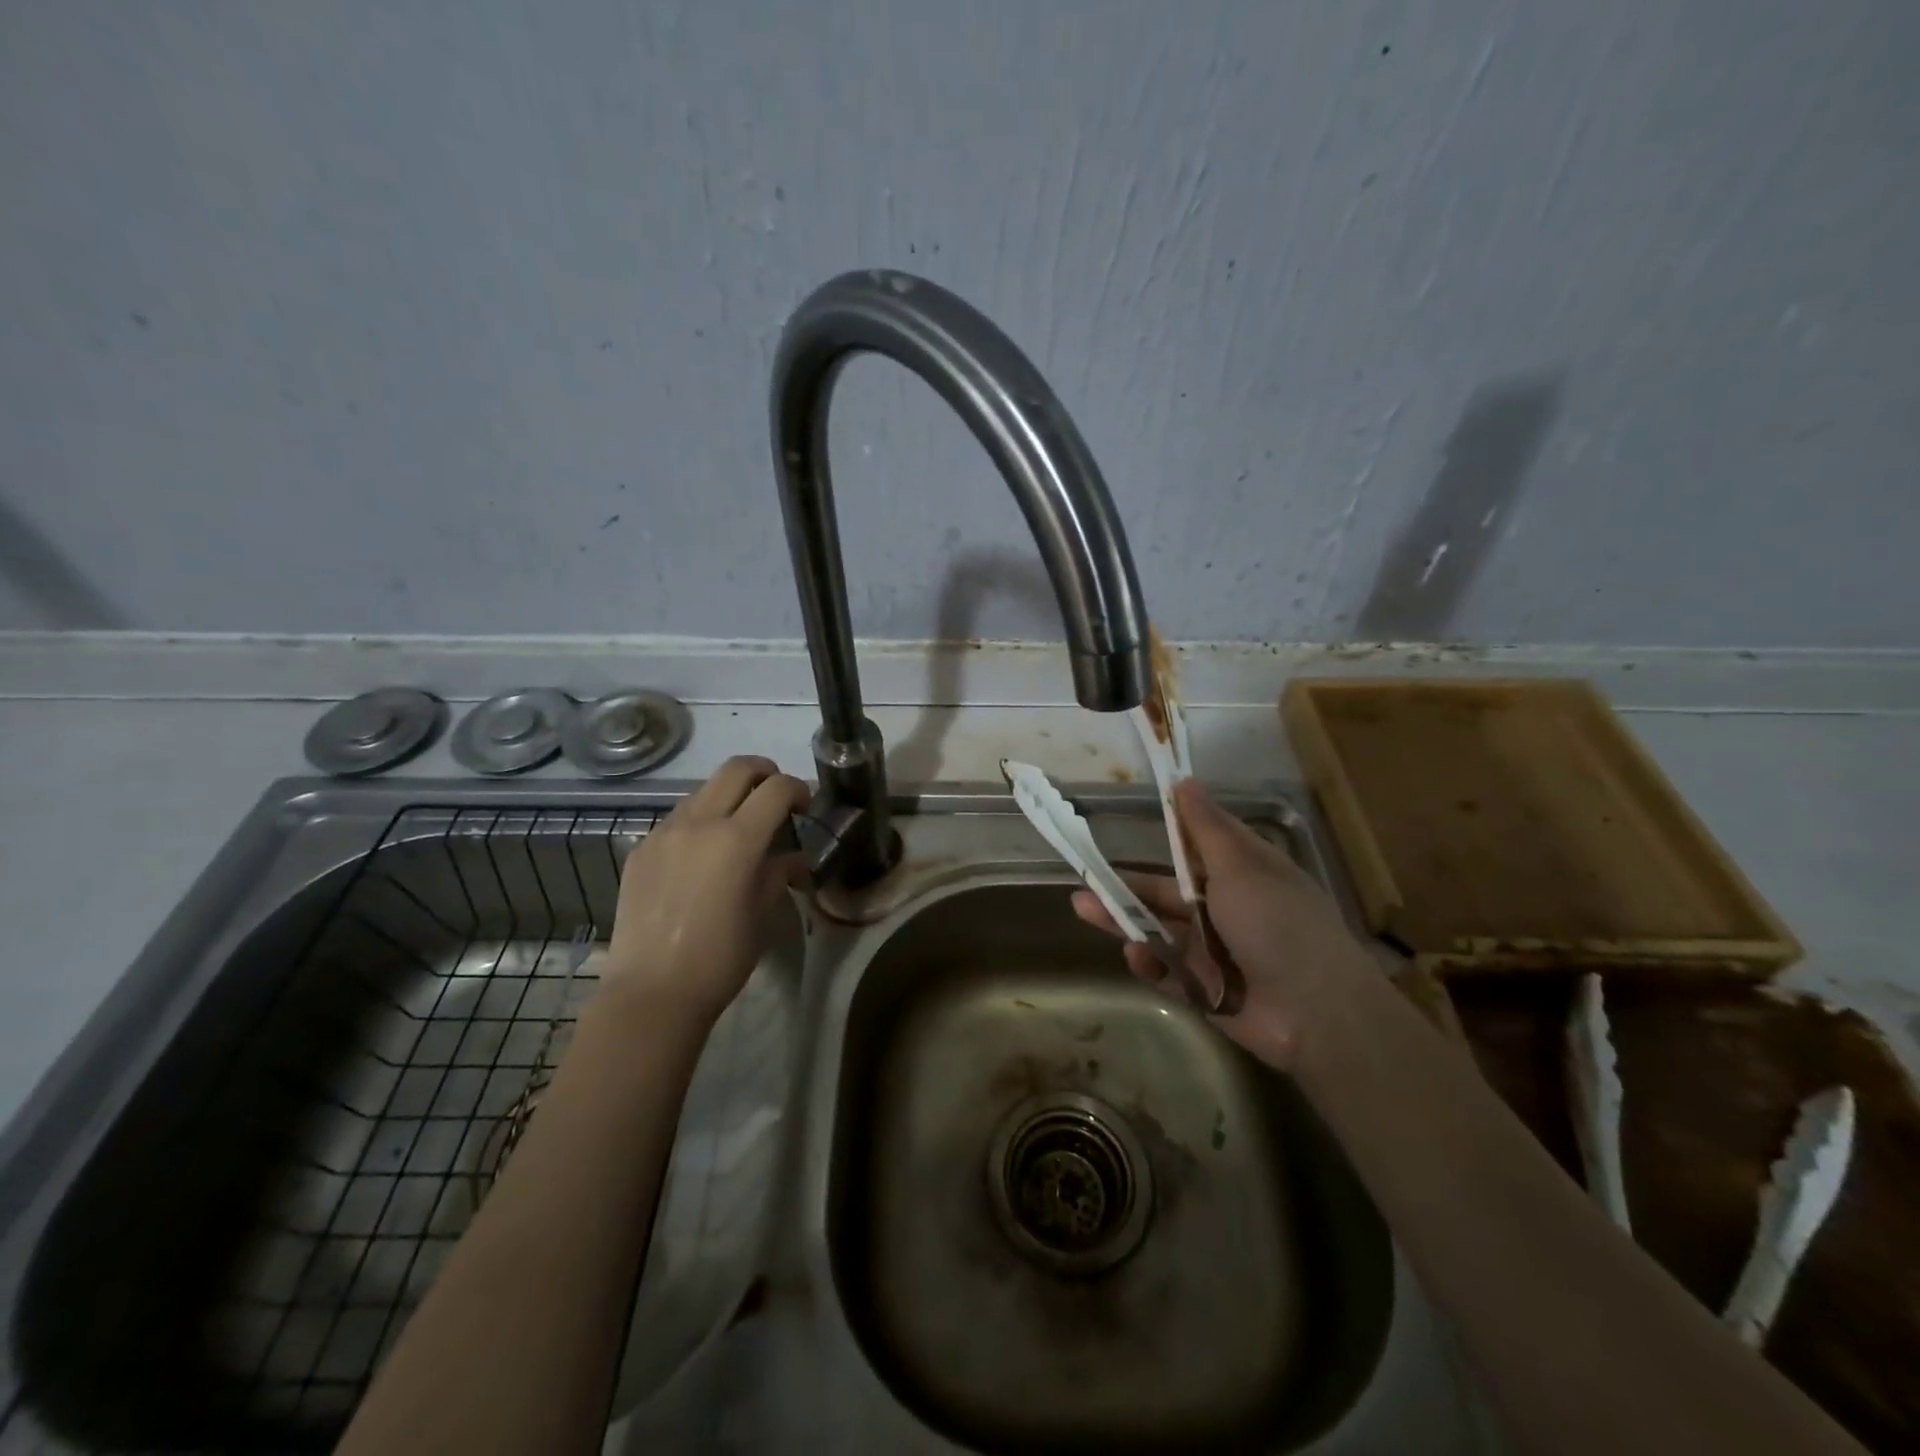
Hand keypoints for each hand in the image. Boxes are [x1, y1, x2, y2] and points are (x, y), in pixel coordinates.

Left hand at [600, 756, 810, 1026]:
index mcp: (736, 840)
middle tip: (776, 798)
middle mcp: (698, 823)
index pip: (776, 788)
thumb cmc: (720, 958)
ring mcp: (664, 833)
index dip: (799, 789)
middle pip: (737, 768)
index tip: (806, 806)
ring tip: (738, 828)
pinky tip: (702, 857)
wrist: (651, 992)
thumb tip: (792, 857)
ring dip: (729, 796)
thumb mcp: (763, 914)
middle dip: (765, 772)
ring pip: (703, 790)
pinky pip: (677, 819)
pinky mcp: (641, 849)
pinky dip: (699, 821)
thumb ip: (778, 873)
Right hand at [1070, 778, 1374, 1068]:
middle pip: (1168, 892)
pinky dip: (1151, 964)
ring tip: (1085, 909)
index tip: (1136, 818)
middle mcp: (1228, 909)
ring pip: (1161, 931)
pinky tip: (1135, 955)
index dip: (1170, 832)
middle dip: (1129, 888)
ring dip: (1126, 921)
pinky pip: (1170, 972)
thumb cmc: (1277, 924)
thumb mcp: (1240, 867)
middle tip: (1086, 880)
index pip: (1200, 845)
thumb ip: (1205, 829)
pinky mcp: (1207, 989)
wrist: (1315, 1013)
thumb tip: (1185, 780)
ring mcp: (1217, 951)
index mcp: (1244, 873)